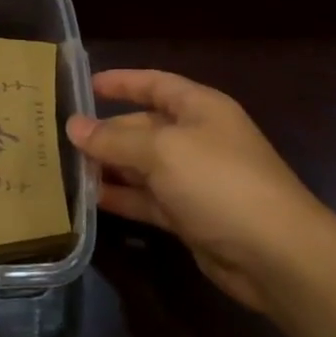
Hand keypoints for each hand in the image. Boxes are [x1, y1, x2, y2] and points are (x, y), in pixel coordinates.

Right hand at [67, 69, 328, 312]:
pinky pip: (147, 198)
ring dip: (108, 166)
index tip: (84, 85)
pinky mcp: (189, 216)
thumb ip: (114, 139)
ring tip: (64, 168)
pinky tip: (89, 199)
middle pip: (142, 126)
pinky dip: (122, 197)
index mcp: (199, 108)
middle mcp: (196, 138)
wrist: (276, 255)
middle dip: (105, 131)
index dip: (121, 82)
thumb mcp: (162, 151)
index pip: (154, 83)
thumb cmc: (219, 182)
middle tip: (59, 137)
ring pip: (141, 165)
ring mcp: (193, 179)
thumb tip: (73, 126)